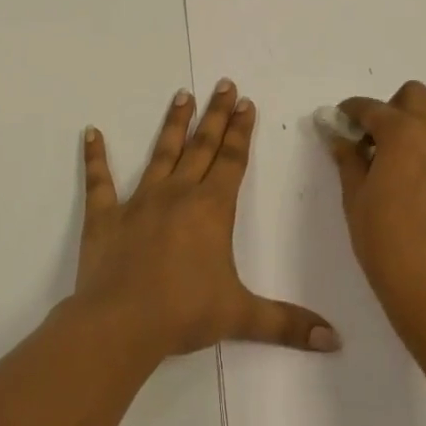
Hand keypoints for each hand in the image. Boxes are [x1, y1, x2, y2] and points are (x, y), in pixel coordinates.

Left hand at [75, 80, 339, 362]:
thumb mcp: (242, 316)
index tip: (246, 102)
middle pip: (202, 146)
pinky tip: (91, 132)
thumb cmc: (184, 313)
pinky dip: (95, 156)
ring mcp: (140, 201)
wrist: (121, 324)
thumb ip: (287, 323)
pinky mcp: (105, 216)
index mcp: (211, 209)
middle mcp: (178, 194)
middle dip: (216, 115)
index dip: (241, 131)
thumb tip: (335, 341)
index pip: (232, 160)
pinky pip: (100, 181)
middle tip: (223, 84)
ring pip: (161, 153)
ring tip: (182, 94)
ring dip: (173, 123)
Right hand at [325, 81, 425, 347]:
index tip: (336, 124)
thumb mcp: (355, 198)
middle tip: (368, 140)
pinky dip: (424, 147)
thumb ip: (347, 159)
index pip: (372, 107)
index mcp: (404, 132)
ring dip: (409, 126)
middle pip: (414, 96)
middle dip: (389, 107)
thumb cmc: (387, 242)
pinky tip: (406, 181)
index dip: (349, 112)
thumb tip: (338, 135)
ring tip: (385, 163)